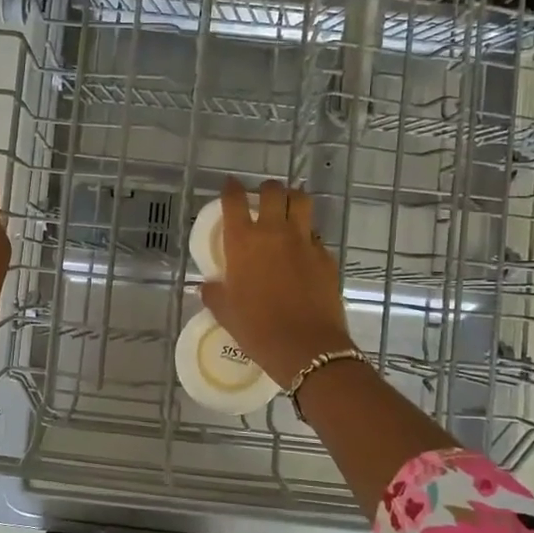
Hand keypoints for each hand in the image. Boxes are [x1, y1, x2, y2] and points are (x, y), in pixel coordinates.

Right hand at [199, 177, 352, 383]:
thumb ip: (214, 293)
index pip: (235, 200)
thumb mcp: (226, 312)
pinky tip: (303, 250)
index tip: (230, 185)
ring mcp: (304, 241)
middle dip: (267, 189)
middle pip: (273, 191)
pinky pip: (316, 235)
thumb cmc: (257, 329)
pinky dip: (308, 236)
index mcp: (243, 241)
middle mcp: (274, 232)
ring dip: (293, 199)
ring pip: (301, 202)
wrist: (306, 347)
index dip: (231, 188)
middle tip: (263, 198)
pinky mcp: (326, 256)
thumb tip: (207, 286)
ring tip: (288, 208)